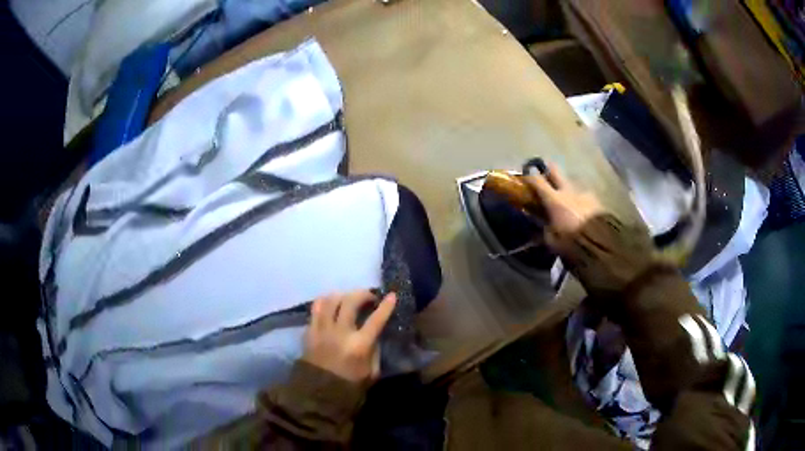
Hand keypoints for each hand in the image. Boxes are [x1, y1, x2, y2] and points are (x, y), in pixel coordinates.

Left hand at [303, 291, 396, 382]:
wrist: (319, 392)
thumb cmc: (350, 385)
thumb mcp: (372, 372)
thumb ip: (374, 350)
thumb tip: (374, 334)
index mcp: (359, 345)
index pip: (376, 320)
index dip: (386, 306)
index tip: (392, 295)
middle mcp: (340, 332)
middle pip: (350, 301)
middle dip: (362, 294)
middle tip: (369, 297)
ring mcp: (322, 330)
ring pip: (330, 300)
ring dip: (342, 295)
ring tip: (348, 299)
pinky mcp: (309, 331)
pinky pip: (316, 308)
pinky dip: (325, 302)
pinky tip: (331, 305)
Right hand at [524, 163, 603, 235]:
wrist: (601, 244)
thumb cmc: (572, 242)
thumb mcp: (553, 241)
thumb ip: (547, 229)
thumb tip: (545, 225)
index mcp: (554, 200)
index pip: (537, 181)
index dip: (530, 177)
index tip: (525, 177)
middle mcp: (568, 191)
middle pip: (555, 171)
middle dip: (549, 170)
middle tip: (545, 175)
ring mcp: (583, 193)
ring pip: (571, 183)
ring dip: (567, 188)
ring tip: (567, 198)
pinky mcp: (596, 200)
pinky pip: (584, 195)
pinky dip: (580, 199)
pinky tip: (581, 209)